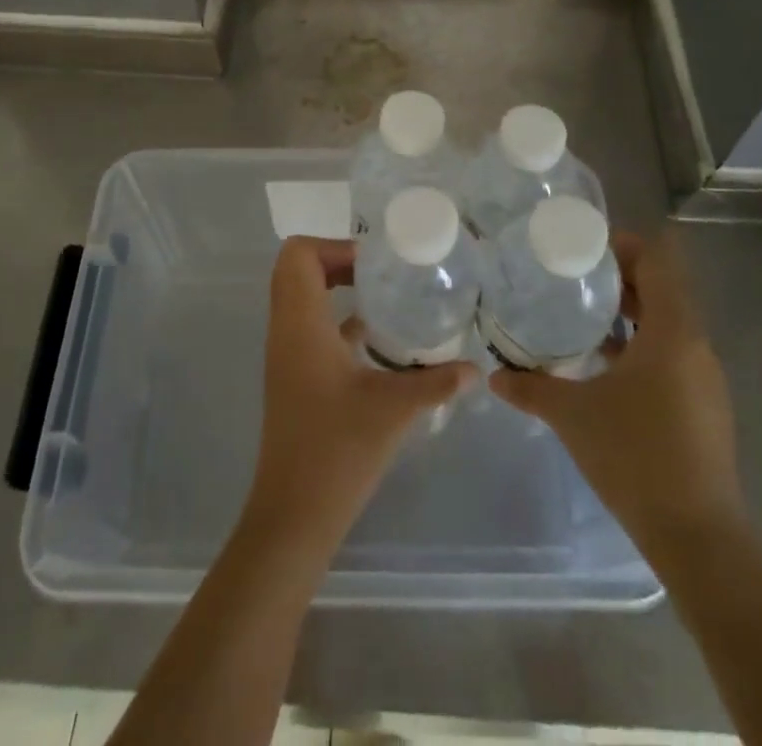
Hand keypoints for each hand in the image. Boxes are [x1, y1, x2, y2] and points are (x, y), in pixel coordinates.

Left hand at [243, 236, 476, 555]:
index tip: (375, 262)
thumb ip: (435, 382)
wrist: (294, 514)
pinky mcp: (294, 376)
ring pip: (301, 297)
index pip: (298, 255)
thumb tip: (475, 368)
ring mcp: (286, 354)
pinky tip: (375, 340)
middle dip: (336, 260)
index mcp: (300, 324)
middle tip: (381, 272)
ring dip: (335, 287)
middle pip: (297, 269)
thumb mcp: (394, 409)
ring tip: (384, 295)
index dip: (334, 246)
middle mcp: (286, 330)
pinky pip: (309, 326)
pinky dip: (337, 319)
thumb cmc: (337, 451)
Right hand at [489, 226, 744, 549]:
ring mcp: (706, 379)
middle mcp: (697, 346)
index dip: (626, 245)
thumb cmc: (636, 458)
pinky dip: (643, 346)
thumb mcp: (573, 415)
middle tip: (575, 279)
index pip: (659, 261)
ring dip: (632, 314)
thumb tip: (494, 376)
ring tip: (585, 318)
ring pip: (670, 323)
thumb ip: (531, 388)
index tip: (586, 249)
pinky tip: (606, 367)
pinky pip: (674, 354)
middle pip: (664, 289)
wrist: (698, 539)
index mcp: (673, 332)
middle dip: (621, 279)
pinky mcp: (705, 406)